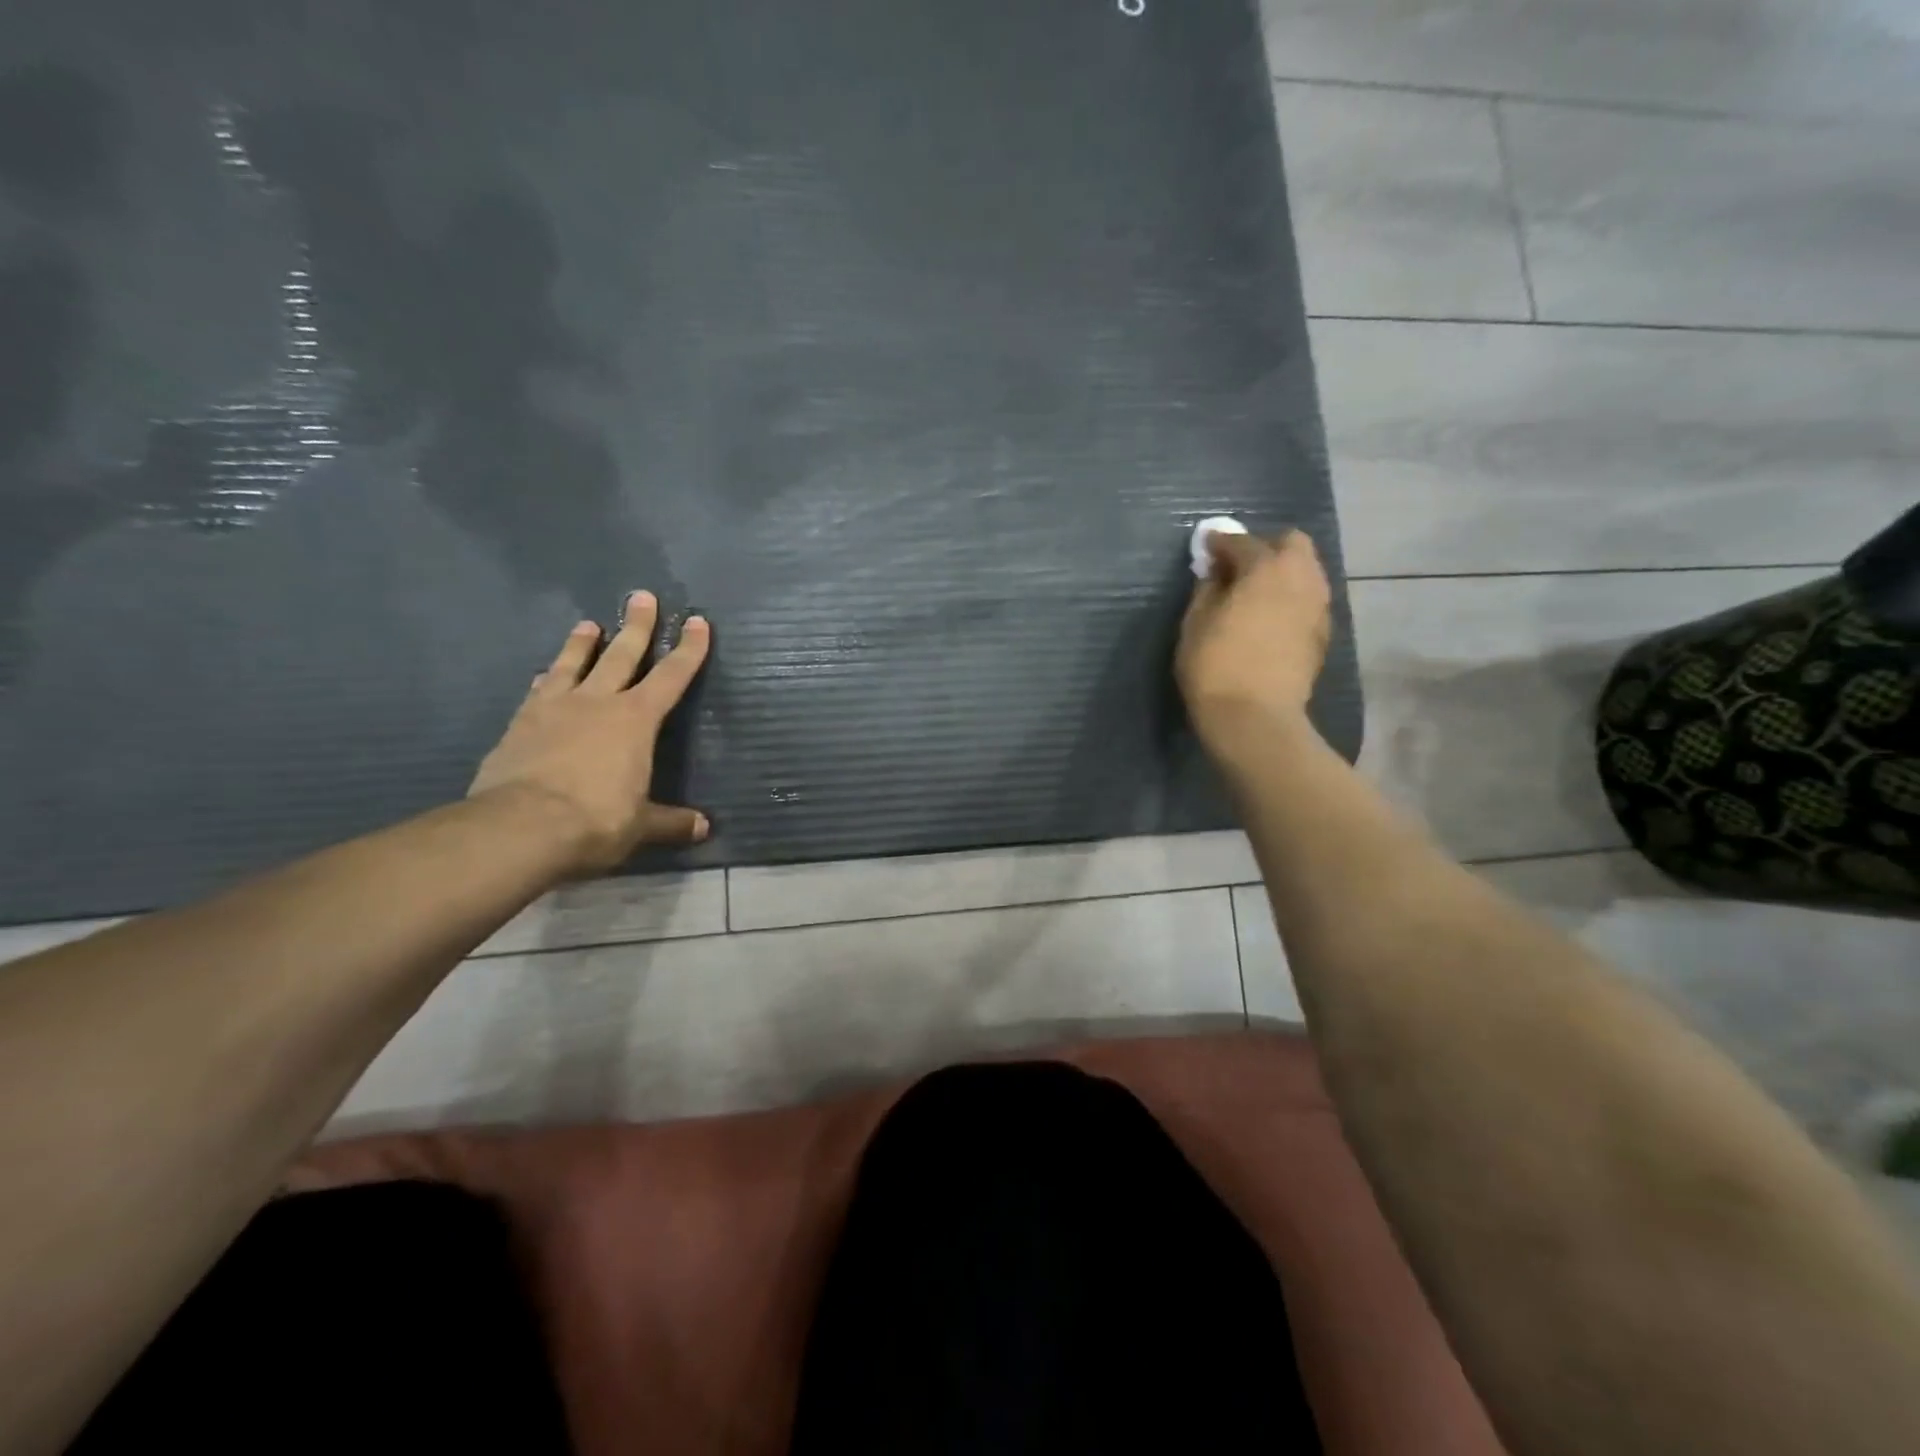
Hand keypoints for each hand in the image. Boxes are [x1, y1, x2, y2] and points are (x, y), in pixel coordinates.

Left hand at [469, 591, 711, 873]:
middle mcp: (597, 703)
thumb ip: (671, 822)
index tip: (697, 622)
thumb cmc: (596, 820)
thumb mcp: (641, 825)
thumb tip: (703, 829)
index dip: (688, 650)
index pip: (671, 677)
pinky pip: (539, 691)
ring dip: (583, 643)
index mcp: (636, 720)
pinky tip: (544, 675)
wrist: (519, 827)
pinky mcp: (520, 724)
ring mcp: (554, 709)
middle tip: (642, 597)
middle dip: (636, 626)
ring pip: (573, 664)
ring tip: (588, 624)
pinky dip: (547, 679)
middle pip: (621, 655)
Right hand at [1176, 528, 1331, 755]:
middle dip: (1265, 547)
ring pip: (1307, 571)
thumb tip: (1214, 573)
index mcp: (1266, 568)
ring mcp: (1319, 606)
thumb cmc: (1215, 666)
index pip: (1242, 542)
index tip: (1205, 548)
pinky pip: (1309, 600)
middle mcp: (1301, 578)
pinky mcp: (1324, 634)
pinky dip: (1291, 599)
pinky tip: (1271, 618)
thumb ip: (1206, 589)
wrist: (1255, 717)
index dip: (1220, 542)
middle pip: (1292, 544)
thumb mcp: (1195, 623)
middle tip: (1238, 567)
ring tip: (1255, 593)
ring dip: (1282, 573)